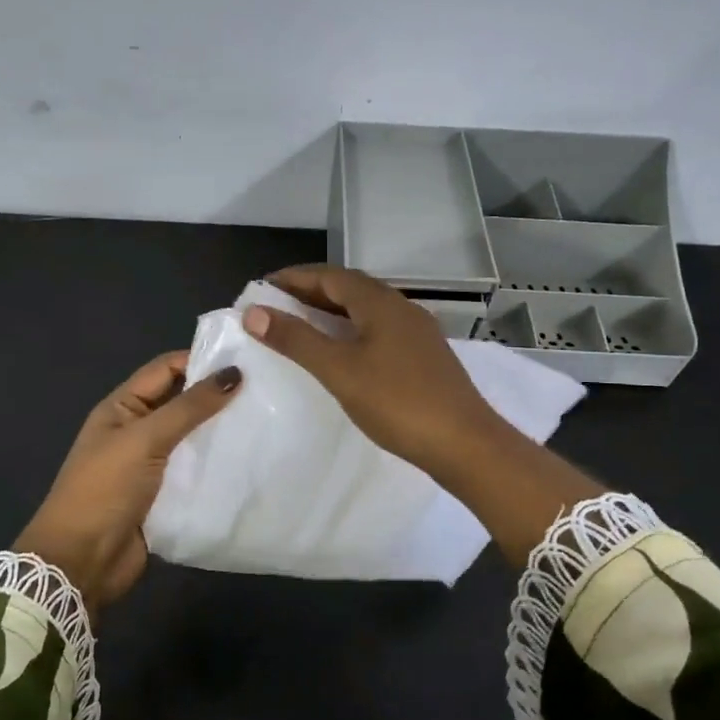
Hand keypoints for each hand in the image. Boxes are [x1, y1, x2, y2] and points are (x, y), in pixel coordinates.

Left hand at [16, 352, 240, 619]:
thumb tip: (234, 373)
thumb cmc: (105, 490)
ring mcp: (152, 465)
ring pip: (193, 439)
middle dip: (217, 397)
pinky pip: (197, 472)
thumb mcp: (144, 440)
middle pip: (182, 403)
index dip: (200, 361)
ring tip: (267, 423)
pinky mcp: (166, 495)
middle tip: (266, 392)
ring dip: (222, 433)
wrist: (82, 561)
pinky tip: (252, 461)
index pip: (165, 370)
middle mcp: (137, 431)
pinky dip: (219, 466)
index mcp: (122, 407)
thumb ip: (188, 407)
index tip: (246, 362)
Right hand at [245, 264, 505, 476]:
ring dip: (331, 312)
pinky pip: (378, 330)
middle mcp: (401, 308)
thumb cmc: (397, 402)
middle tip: (275, 306)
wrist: (465, 443)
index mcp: (380, 303)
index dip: (294, 278)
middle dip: (311, 292)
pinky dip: (351, 331)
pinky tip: (341, 353)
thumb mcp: (339, 370)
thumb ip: (296, 340)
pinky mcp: (424, 357)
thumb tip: (254, 313)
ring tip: (301, 327)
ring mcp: (417, 333)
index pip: (330, 276)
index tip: (262, 287)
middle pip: (350, 289)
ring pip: (366, 311)